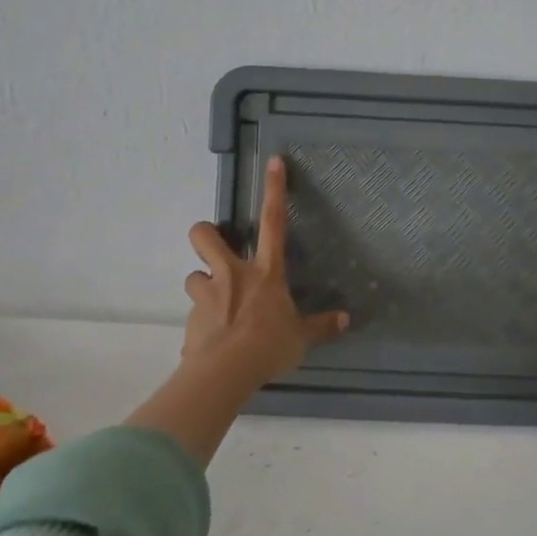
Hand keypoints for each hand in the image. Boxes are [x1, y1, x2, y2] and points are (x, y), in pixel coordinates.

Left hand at [182, 155, 347, 388]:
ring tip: (214, 304)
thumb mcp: (301, 338)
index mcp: (265, 272)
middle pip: (205, 236)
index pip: (274, 222)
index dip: (274, 190)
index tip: (273, 161)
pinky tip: (211, 341)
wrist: (224, 374)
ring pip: (193, 275)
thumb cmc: (268, 347)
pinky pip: (194, 314)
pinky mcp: (190, 319)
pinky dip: (201, 323)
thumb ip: (321, 326)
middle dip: (205, 234)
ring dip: (203, 285)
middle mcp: (232, 275)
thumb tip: (346, 320)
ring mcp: (207, 295)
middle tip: (214, 246)